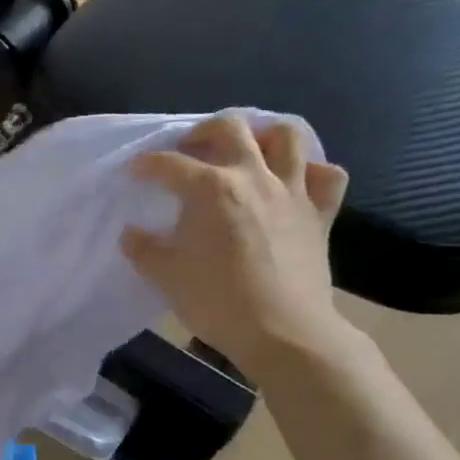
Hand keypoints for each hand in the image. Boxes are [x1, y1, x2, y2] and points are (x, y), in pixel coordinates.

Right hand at [123, 114, 353, 380]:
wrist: (283, 332)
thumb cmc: (217, 301)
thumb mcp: (166, 276)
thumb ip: (143, 249)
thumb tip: (132, 233)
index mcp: (210, 188)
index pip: (169, 164)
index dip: (146, 164)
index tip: (134, 171)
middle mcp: (252, 176)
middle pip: (231, 127)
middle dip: (204, 131)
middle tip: (191, 149)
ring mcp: (292, 191)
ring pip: (286, 136)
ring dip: (263, 136)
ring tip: (247, 152)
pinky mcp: (321, 213)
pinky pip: (327, 176)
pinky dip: (312, 172)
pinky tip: (296, 183)